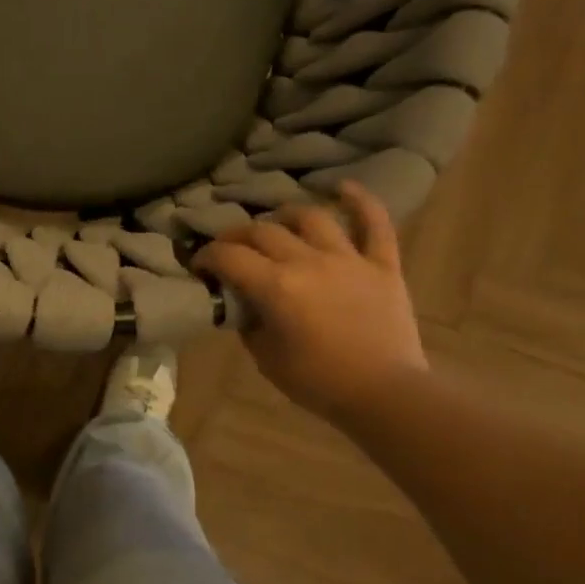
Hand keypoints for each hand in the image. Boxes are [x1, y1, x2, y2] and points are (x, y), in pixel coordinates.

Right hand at [194, 181, 428, 422]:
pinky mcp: (383, 264)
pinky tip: (341, 188)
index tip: (199, 266)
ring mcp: (348, 259)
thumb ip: (249, 323)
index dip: (206, 256)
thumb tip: (243, 303)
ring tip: (276, 225)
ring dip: (286, 217)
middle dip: (237, 237)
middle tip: (229, 249)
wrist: (385, 395)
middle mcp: (308, 261)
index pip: (228, 256)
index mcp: (276, 286)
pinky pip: (375, 223)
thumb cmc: (319, 383)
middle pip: (263, 232)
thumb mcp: (265, 358)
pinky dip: (360, 201)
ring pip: (311, 218)